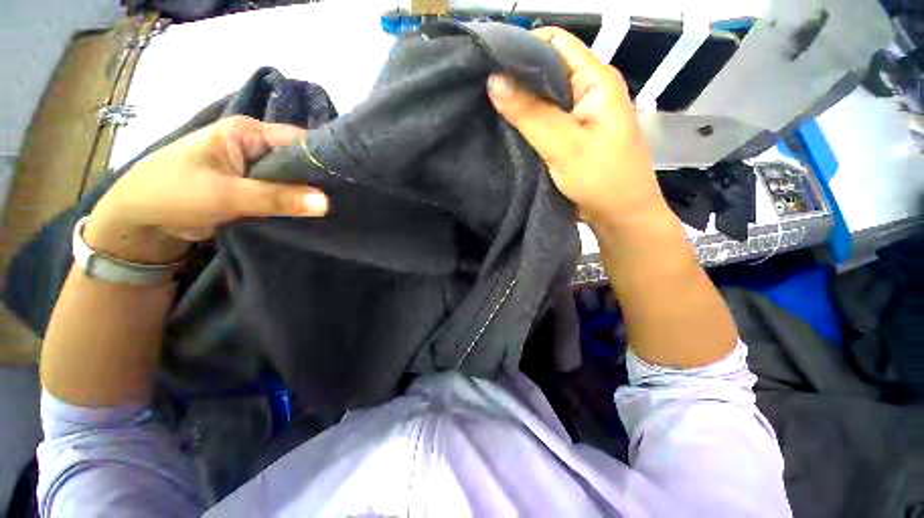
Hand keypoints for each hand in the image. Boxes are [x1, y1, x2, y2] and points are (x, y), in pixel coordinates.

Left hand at [85, 116, 328, 263]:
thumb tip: (326, 203)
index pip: (299, 140)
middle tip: (347, 199)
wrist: (140, 220)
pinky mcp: (253, 187)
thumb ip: (277, 198)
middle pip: (298, 160)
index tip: (349, 181)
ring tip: (338, 208)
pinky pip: (282, 193)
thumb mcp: (225, 194)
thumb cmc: (172, 193)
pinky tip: (314, 214)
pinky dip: (296, 203)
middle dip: (319, 179)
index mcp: (247, 133)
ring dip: (308, 194)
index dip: (324, 159)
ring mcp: (254, 168)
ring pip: (292, 179)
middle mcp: (254, 146)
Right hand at [487, 27, 664, 231]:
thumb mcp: (564, 144)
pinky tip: (506, 129)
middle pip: (547, 70)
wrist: (619, 216)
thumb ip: (530, 113)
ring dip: (519, 103)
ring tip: (488, 109)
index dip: (522, 47)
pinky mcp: (569, 137)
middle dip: (516, 77)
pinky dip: (525, 123)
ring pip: (543, 98)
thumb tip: (493, 79)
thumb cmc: (601, 178)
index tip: (489, 63)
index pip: (555, 43)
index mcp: (595, 79)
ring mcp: (578, 116)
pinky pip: (543, 121)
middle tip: (483, 90)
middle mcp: (587, 91)